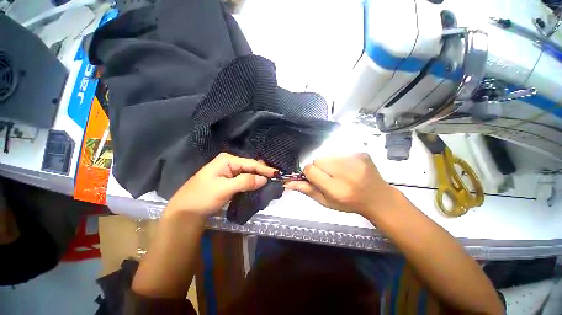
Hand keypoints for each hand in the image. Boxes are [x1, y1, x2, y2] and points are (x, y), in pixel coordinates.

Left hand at [165, 153, 276, 218]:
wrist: (186, 212)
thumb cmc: (203, 197)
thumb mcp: (225, 188)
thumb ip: (246, 181)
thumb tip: (264, 179)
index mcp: (227, 160)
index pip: (251, 163)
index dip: (265, 169)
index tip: (277, 174)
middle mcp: (229, 163)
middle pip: (250, 167)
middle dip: (262, 173)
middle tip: (276, 179)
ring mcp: (229, 171)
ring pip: (248, 173)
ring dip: (258, 178)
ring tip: (271, 182)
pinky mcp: (229, 180)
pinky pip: (244, 179)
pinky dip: (252, 183)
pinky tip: (259, 185)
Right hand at [284, 153, 401, 217]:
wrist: (378, 198)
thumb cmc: (349, 203)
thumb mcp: (326, 202)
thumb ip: (307, 190)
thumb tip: (287, 182)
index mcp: (337, 189)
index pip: (311, 170)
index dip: (310, 174)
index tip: (317, 179)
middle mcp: (347, 173)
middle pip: (318, 160)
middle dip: (320, 168)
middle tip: (330, 177)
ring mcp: (356, 161)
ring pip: (327, 155)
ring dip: (329, 163)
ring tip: (340, 173)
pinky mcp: (361, 153)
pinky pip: (339, 152)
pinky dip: (339, 159)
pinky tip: (348, 168)